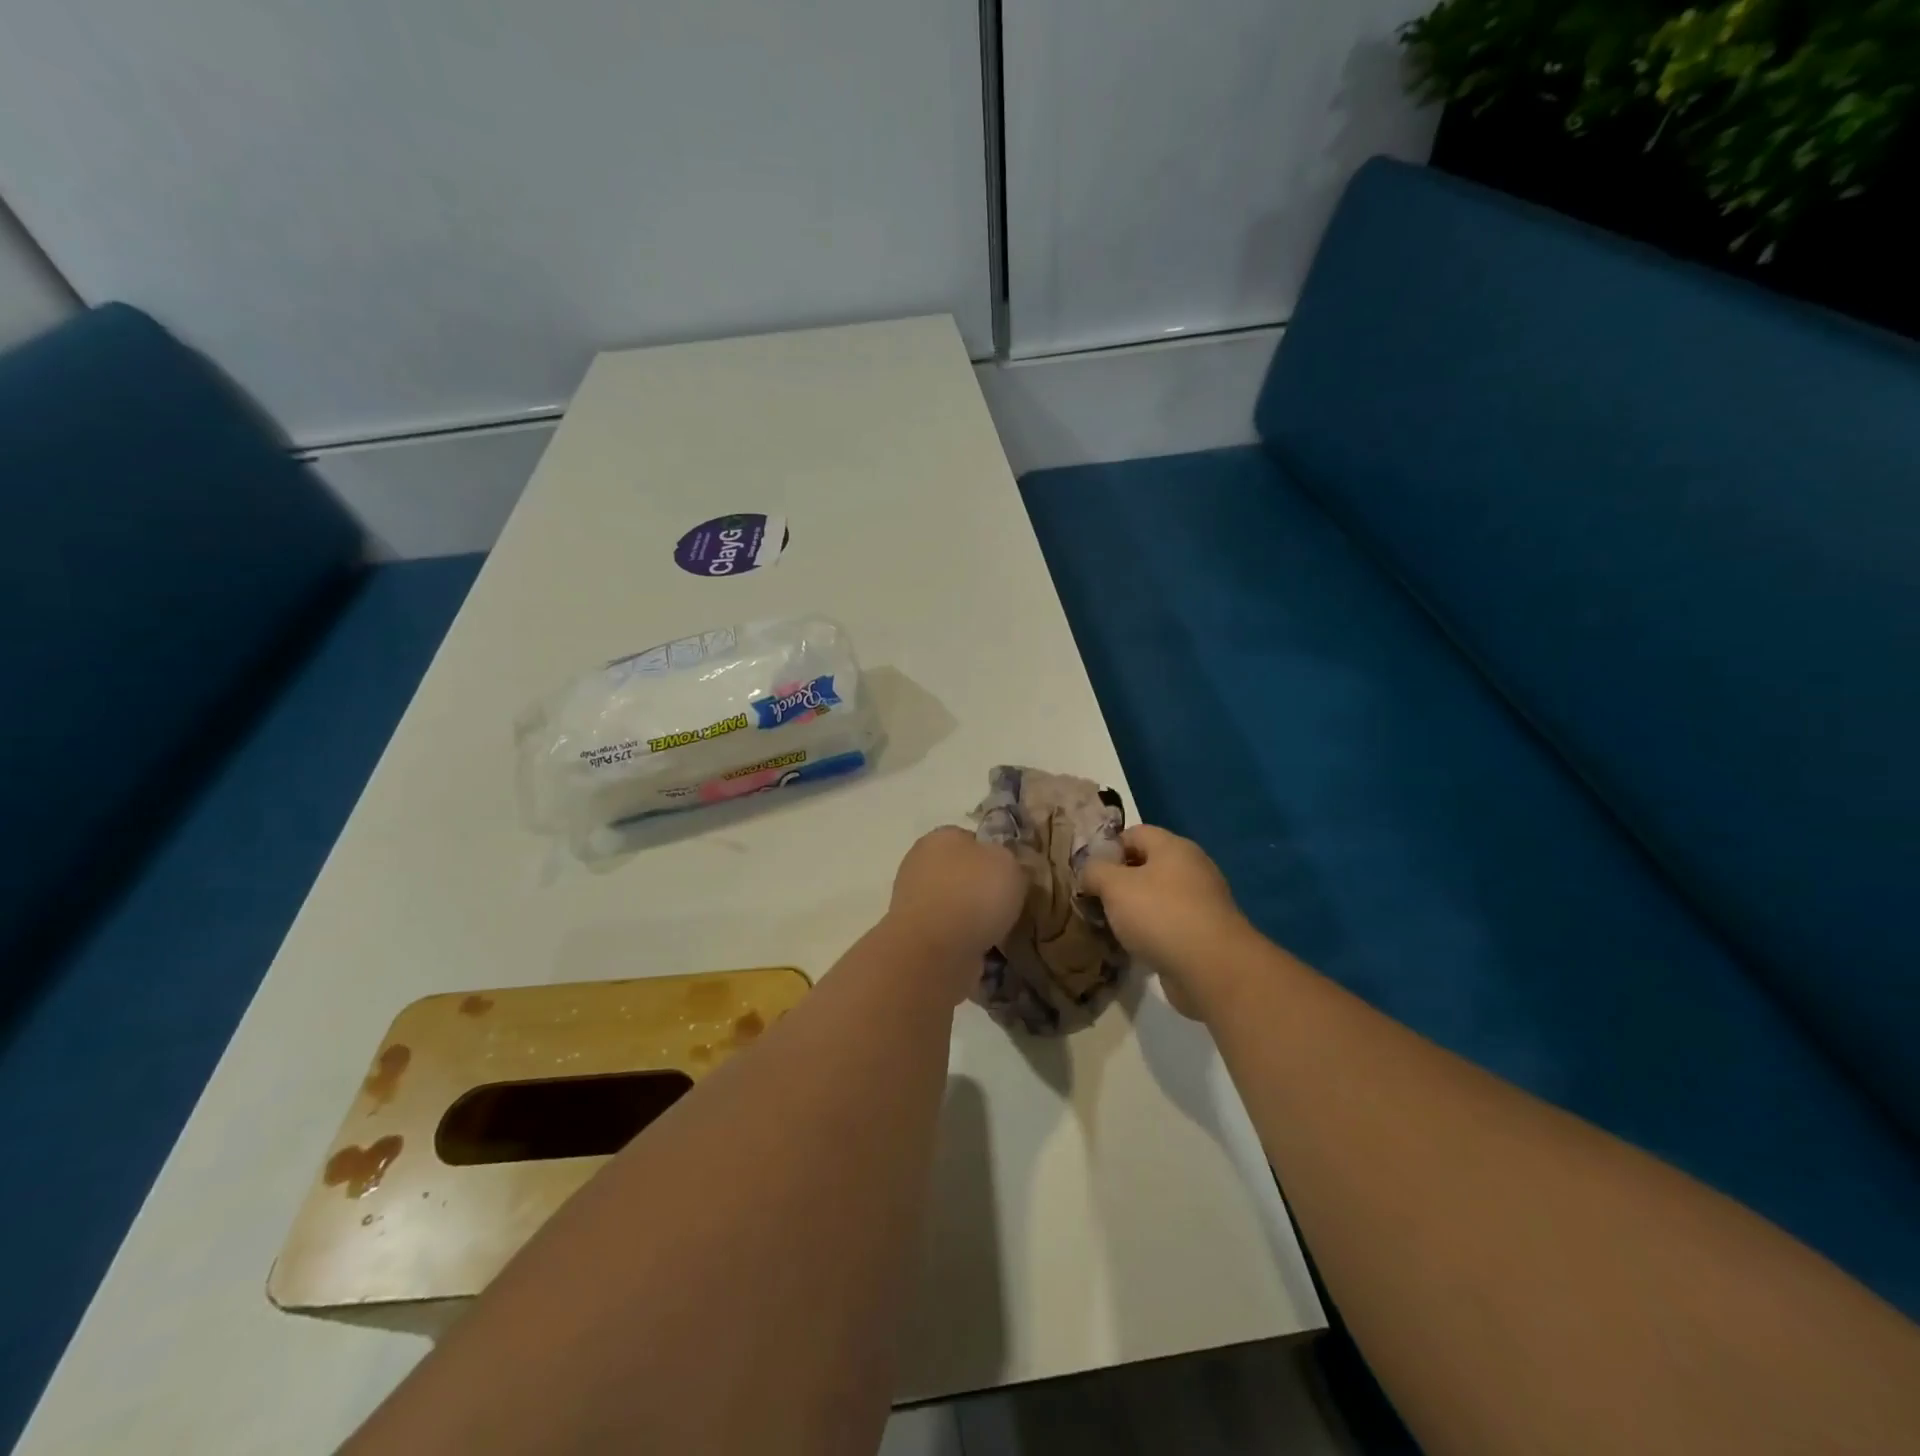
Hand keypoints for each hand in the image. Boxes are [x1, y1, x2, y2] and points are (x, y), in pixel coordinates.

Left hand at [887, 828, 1026, 991]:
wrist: (935, 952)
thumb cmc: (973, 895)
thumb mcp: (1009, 864)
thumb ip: (1008, 859)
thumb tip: (1001, 868)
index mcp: (940, 837)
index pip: (971, 838)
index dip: (993, 855)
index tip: (1011, 875)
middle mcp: (920, 863)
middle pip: (960, 872)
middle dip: (981, 888)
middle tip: (1008, 904)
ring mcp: (913, 901)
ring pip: (954, 904)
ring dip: (972, 917)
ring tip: (999, 932)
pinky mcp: (914, 935)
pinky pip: (948, 932)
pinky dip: (963, 940)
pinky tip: (982, 950)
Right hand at [1081, 825, 1249, 1017]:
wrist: (1212, 969)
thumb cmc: (1160, 915)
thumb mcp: (1114, 886)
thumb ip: (1094, 871)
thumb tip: (1089, 871)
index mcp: (1173, 847)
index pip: (1134, 833)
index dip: (1108, 849)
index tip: (1089, 873)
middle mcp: (1192, 868)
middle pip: (1147, 865)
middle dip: (1119, 882)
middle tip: (1096, 901)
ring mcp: (1203, 901)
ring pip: (1158, 897)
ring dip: (1135, 910)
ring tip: (1111, 927)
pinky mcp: (1206, 933)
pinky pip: (1171, 924)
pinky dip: (1152, 932)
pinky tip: (1136, 947)